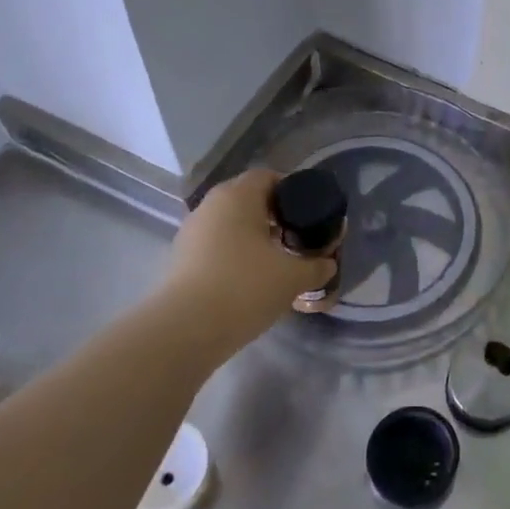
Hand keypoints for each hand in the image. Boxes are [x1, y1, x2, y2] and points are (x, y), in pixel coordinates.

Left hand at [160, 169, 337, 355]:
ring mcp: (191, 233)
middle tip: (297, 239)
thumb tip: (328, 264)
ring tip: (276, 262)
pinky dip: (235, 256)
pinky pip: (216, 247)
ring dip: (254, 238)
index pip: (268, 177)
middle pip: (249, 200)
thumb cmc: (245, 287)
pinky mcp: (180, 260)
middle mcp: (210, 206)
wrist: (185, 331)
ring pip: (231, 225)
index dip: (292, 192)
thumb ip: (317, 266)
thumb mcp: (293, 277)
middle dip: (275, 217)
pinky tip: (251, 281)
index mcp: (238, 196)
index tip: (309, 215)